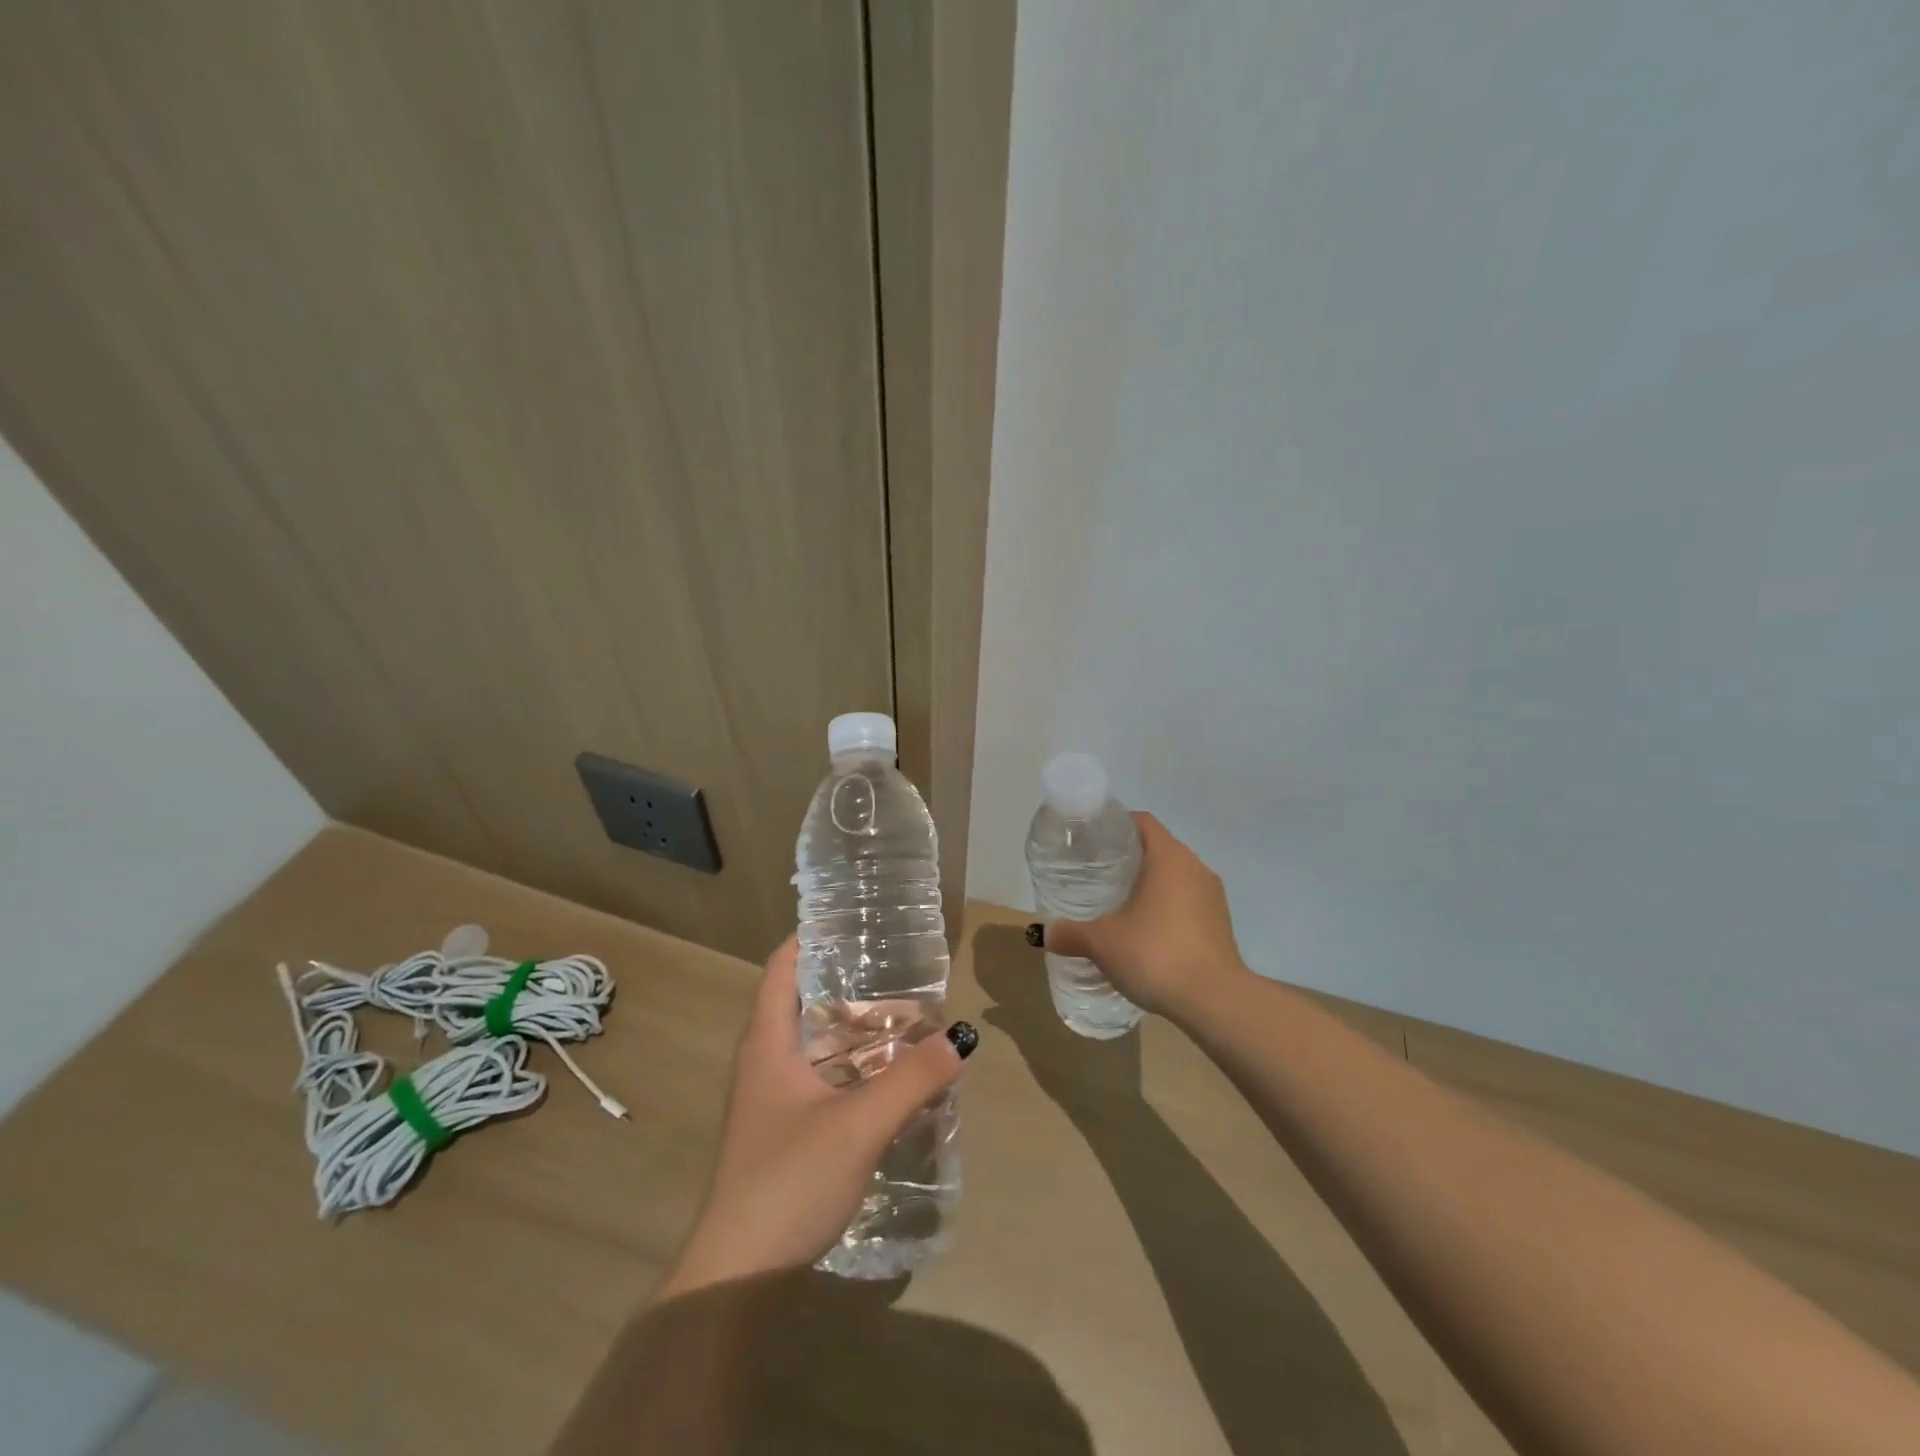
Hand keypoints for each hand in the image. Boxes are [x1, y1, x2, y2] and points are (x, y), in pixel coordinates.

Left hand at [658, 936, 973, 1298]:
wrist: (739, 1276)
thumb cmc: (788, 1181)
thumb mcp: (858, 1124)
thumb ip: (912, 1079)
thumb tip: (961, 1036)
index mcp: (768, 1043)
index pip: (782, 967)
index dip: (809, 937)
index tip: (850, 919)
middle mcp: (766, 1062)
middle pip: (806, 1003)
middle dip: (850, 985)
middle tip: (898, 969)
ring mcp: (774, 1100)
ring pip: (819, 1046)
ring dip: (858, 1031)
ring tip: (907, 1017)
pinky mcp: (787, 1132)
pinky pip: (825, 1080)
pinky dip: (856, 1069)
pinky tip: (892, 1078)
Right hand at [1043, 813, 1249, 1023]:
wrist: (1215, 1002)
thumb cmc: (1156, 954)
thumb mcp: (1103, 943)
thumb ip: (1072, 934)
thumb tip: (1047, 934)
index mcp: (1169, 857)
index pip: (1141, 821)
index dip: (1115, 824)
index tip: (1090, 841)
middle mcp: (1196, 868)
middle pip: (1157, 848)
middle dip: (1127, 858)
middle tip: (1095, 874)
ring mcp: (1213, 896)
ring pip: (1174, 877)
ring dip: (1148, 885)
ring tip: (1117, 904)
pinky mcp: (1220, 924)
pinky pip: (1187, 903)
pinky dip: (1165, 908)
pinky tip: (1144, 932)